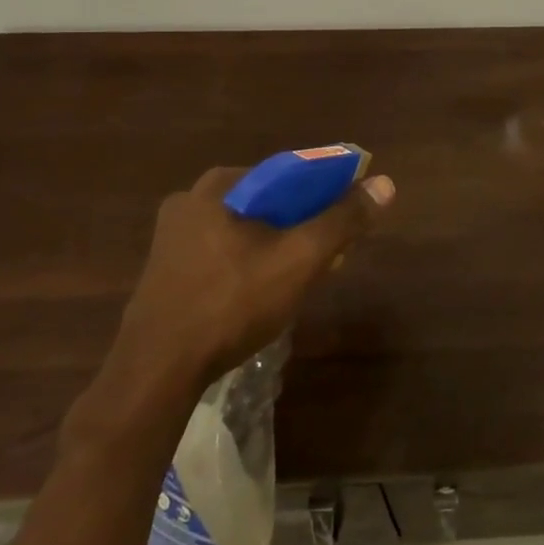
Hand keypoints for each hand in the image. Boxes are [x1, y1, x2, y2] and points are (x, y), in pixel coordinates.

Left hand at [73, 166, 395, 446]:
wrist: (157, 372)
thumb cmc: (232, 303)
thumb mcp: (299, 259)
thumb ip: (343, 220)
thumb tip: (385, 184)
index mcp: (219, 185)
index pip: (289, 172)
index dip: (326, 191)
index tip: (347, 219)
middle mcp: (190, 201)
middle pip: (268, 201)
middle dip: (304, 223)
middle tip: (332, 253)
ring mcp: (173, 238)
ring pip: (247, 229)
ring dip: (281, 245)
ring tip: (306, 276)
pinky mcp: (167, 271)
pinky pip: (225, 253)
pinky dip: (253, 263)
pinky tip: (267, 292)